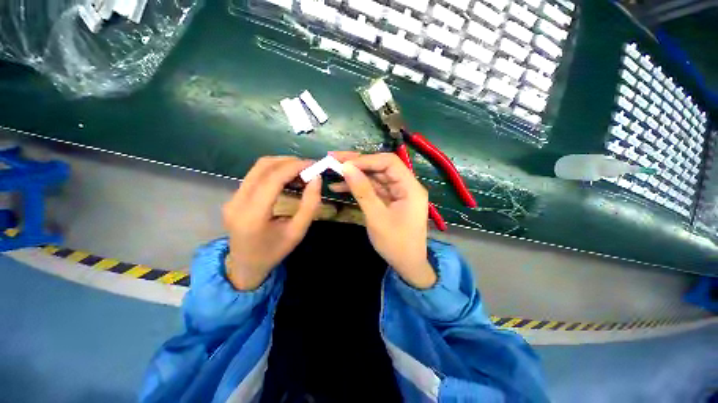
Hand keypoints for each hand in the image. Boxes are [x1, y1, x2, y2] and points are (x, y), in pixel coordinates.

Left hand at [222, 156, 321, 290]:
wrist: (245, 266)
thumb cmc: (274, 252)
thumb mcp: (298, 232)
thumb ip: (309, 205)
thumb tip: (316, 179)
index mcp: (252, 215)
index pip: (273, 179)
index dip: (294, 167)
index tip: (313, 164)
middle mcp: (237, 202)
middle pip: (262, 167)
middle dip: (289, 162)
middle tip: (309, 166)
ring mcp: (232, 198)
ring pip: (257, 168)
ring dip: (281, 164)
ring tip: (301, 171)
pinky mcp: (233, 197)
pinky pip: (255, 175)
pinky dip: (274, 171)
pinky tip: (288, 177)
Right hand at [330, 152, 436, 288]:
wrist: (407, 265)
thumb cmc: (395, 244)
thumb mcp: (377, 217)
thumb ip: (363, 191)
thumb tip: (347, 168)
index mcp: (410, 187)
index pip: (389, 162)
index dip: (366, 160)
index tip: (345, 163)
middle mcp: (406, 186)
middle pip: (381, 167)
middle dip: (358, 164)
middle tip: (335, 160)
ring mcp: (397, 193)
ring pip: (375, 177)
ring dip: (356, 175)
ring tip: (334, 172)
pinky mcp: (390, 200)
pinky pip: (374, 189)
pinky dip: (359, 187)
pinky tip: (341, 187)